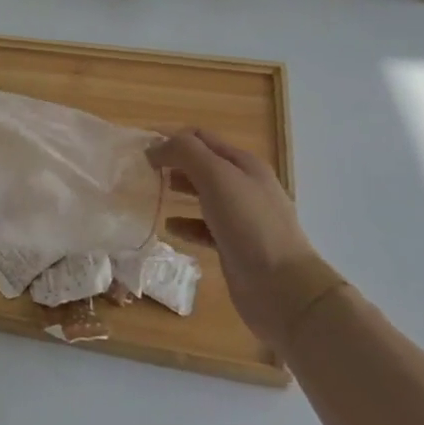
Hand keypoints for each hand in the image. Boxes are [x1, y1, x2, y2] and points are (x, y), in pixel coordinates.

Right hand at [149, 129, 318, 346]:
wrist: (283, 287)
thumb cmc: (249, 224)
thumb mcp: (217, 177)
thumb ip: (185, 153)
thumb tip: (155, 146)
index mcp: (243, 164)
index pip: (201, 137)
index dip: (171, 137)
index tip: (140, 148)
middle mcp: (244, 186)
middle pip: (202, 164)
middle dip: (172, 163)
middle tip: (141, 171)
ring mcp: (241, 217)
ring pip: (202, 195)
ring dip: (177, 191)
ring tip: (150, 194)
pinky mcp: (234, 245)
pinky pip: (203, 227)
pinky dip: (185, 224)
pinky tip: (170, 227)